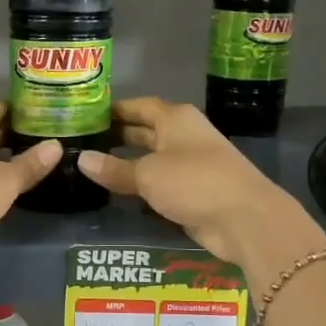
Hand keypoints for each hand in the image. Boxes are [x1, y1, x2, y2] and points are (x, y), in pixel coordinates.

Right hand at [78, 98, 325, 280]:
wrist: (245, 219)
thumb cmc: (194, 182)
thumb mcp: (148, 174)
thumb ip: (114, 168)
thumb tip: (81, 158)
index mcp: (175, 118)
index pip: (139, 106)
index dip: (114, 110)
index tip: (85, 115)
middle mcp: (183, 136)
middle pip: (145, 131)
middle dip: (117, 136)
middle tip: (82, 143)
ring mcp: (190, 164)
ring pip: (151, 159)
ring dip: (127, 163)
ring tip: (91, 167)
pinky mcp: (193, 191)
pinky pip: (160, 183)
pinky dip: (140, 186)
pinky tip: (116, 192)